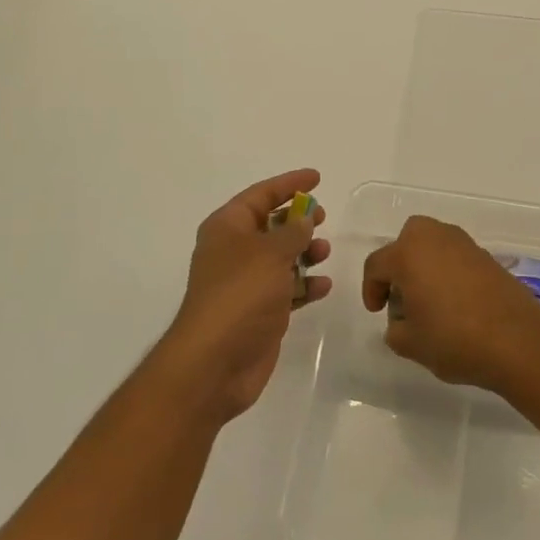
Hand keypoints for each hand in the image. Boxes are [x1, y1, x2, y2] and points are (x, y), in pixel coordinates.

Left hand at [155, 169, 331, 423]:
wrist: (215, 362)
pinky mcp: (259, 312)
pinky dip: (304, 285)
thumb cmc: (240, 295)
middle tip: (322, 217)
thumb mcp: (270, 253)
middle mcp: (233, 251)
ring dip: (304, 252)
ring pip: (280, 258)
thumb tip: (304, 220)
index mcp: (227, 228)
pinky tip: (322, 286)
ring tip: (324, 252)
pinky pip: (287, 289)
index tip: (316, 177)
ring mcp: (245, 283)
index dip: (288, 183)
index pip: (260, 195)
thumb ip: (293, 232)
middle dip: (297, 220)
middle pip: (270, 225)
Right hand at [361, 215, 539, 392]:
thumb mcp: (411, 344)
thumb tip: (400, 322)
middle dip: (399, 263)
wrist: (518, 342)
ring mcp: (465, 245)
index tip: (377, 312)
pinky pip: (456, 256)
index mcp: (408, 254)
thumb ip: (395, 330)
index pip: (377, 265)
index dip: (371, 289)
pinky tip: (455, 301)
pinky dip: (449, 271)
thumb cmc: (455, 340)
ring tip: (429, 299)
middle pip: (407, 239)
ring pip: (434, 243)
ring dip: (425, 264)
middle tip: (401, 294)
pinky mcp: (488, 257)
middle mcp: (435, 239)